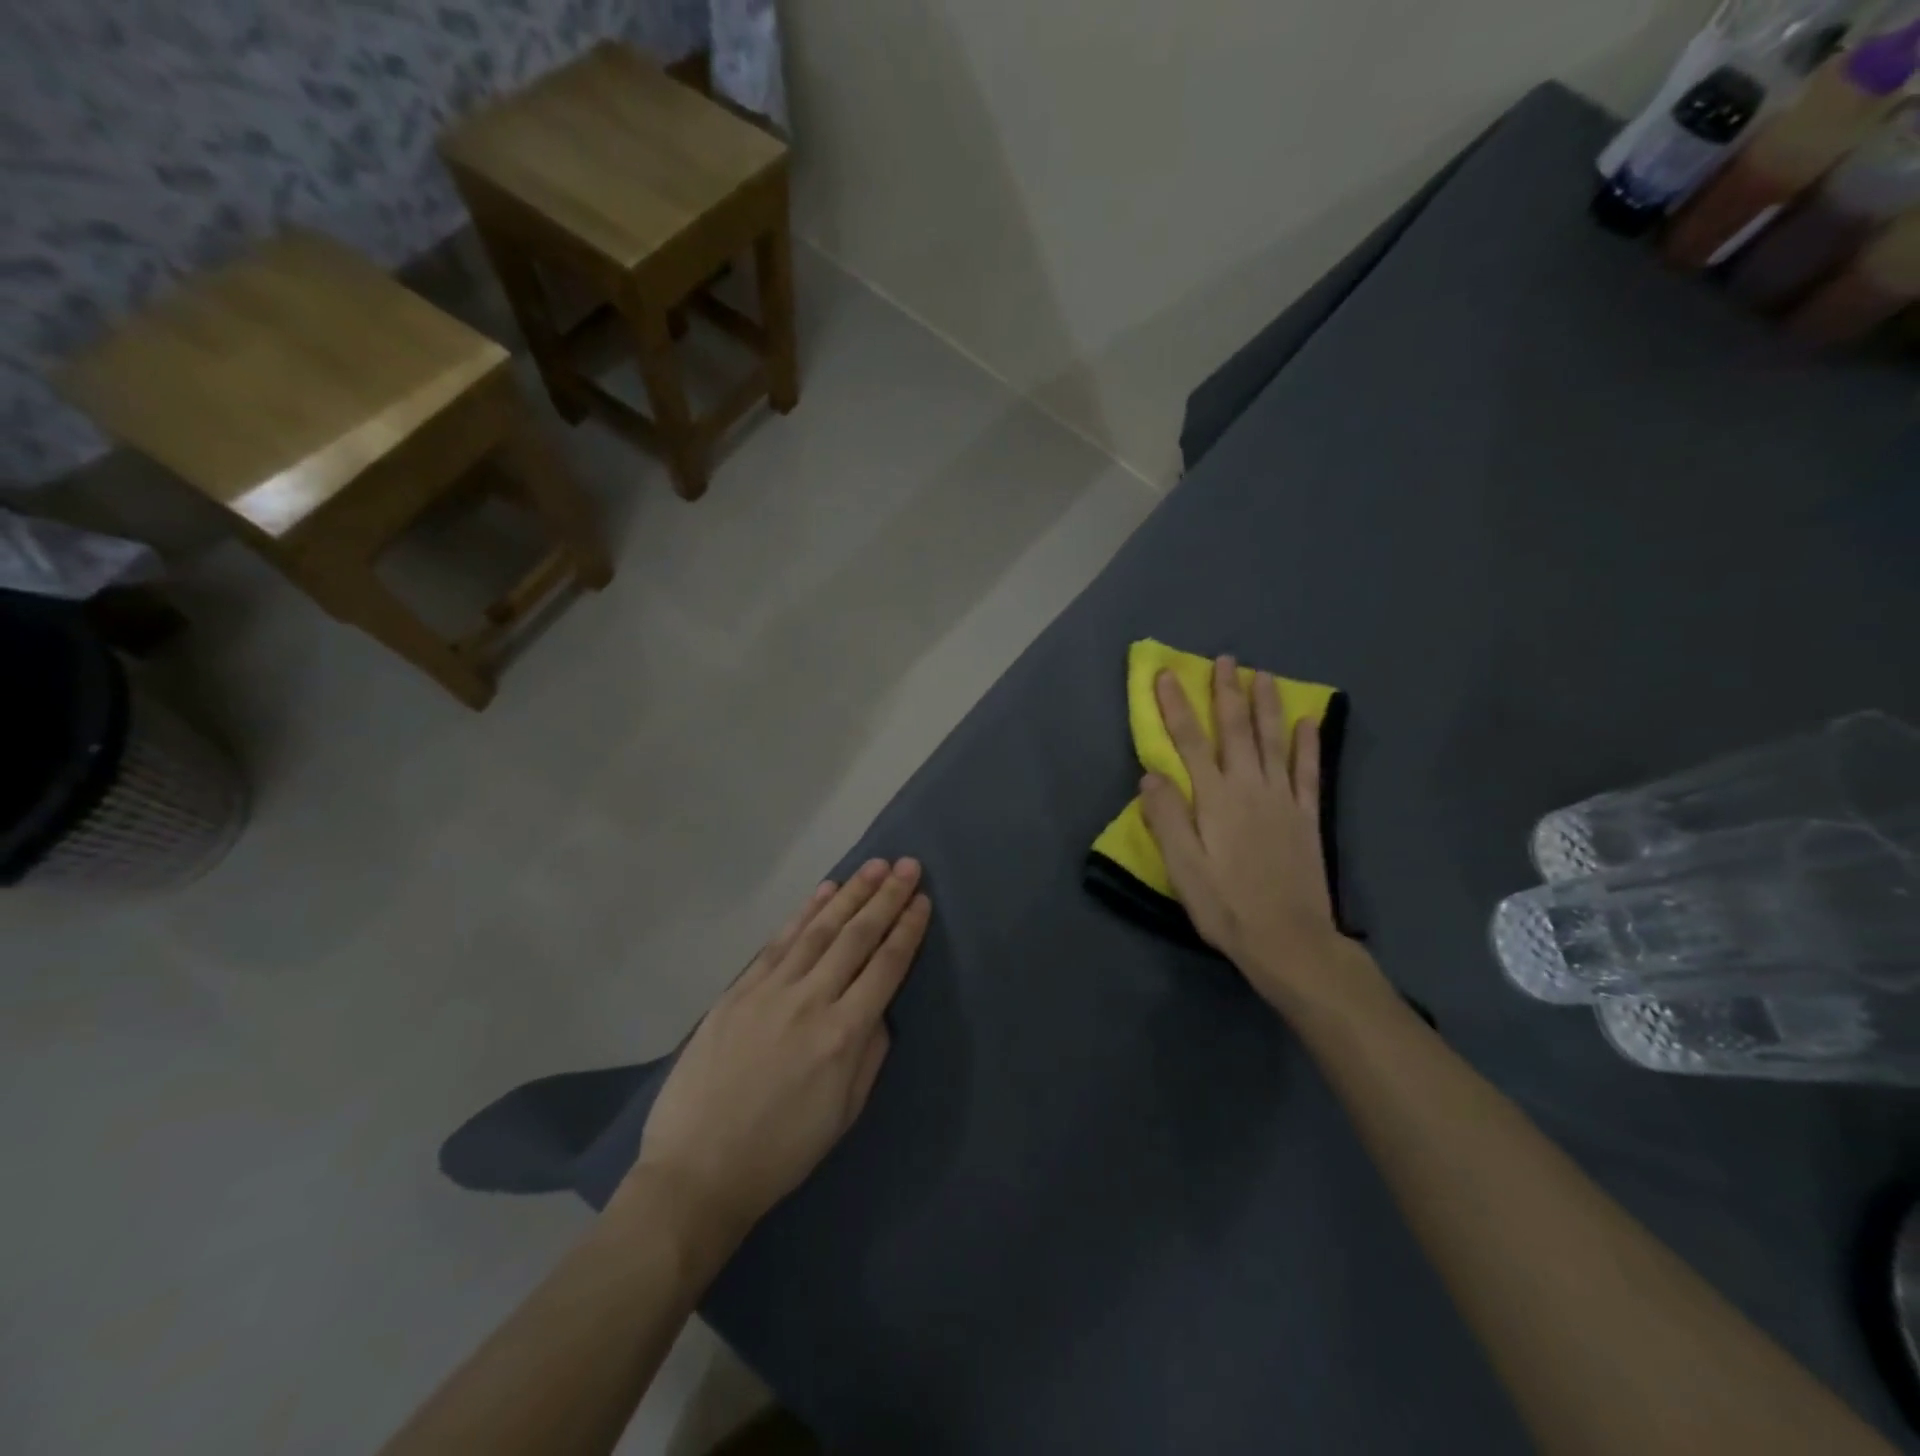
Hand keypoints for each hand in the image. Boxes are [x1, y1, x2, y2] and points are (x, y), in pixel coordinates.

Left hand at [629, 860, 930, 1257]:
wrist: (696, 1172)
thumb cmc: (781, 1152)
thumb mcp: (844, 1114)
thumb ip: (870, 1054)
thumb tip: (879, 1009)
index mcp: (843, 1035)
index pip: (885, 967)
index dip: (907, 930)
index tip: (922, 900)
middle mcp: (810, 1001)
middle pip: (856, 937)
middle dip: (886, 897)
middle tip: (907, 865)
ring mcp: (770, 991)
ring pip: (818, 930)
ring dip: (850, 894)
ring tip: (873, 867)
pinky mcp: (738, 991)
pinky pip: (779, 942)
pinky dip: (804, 914)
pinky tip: (823, 892)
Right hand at [1139, 656, 1381, 1013]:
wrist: (1289, 940)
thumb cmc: (1226, 906)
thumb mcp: (1183, 867)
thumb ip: (1167, 818)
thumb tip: (1151, 774)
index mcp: (1215, 798)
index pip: (1190, 741)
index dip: (1175, 706)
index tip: (1165, 675)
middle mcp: (1250, 788)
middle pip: (1236, 731)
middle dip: (1226, 693)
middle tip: (1225, 659)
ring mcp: (1283, 800)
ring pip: (1273, 741)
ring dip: (1266, 706)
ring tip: (1263, 675)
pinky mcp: (1306, 817)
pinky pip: (1308, 772)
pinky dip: (1307, 745)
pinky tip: (1307, 722)